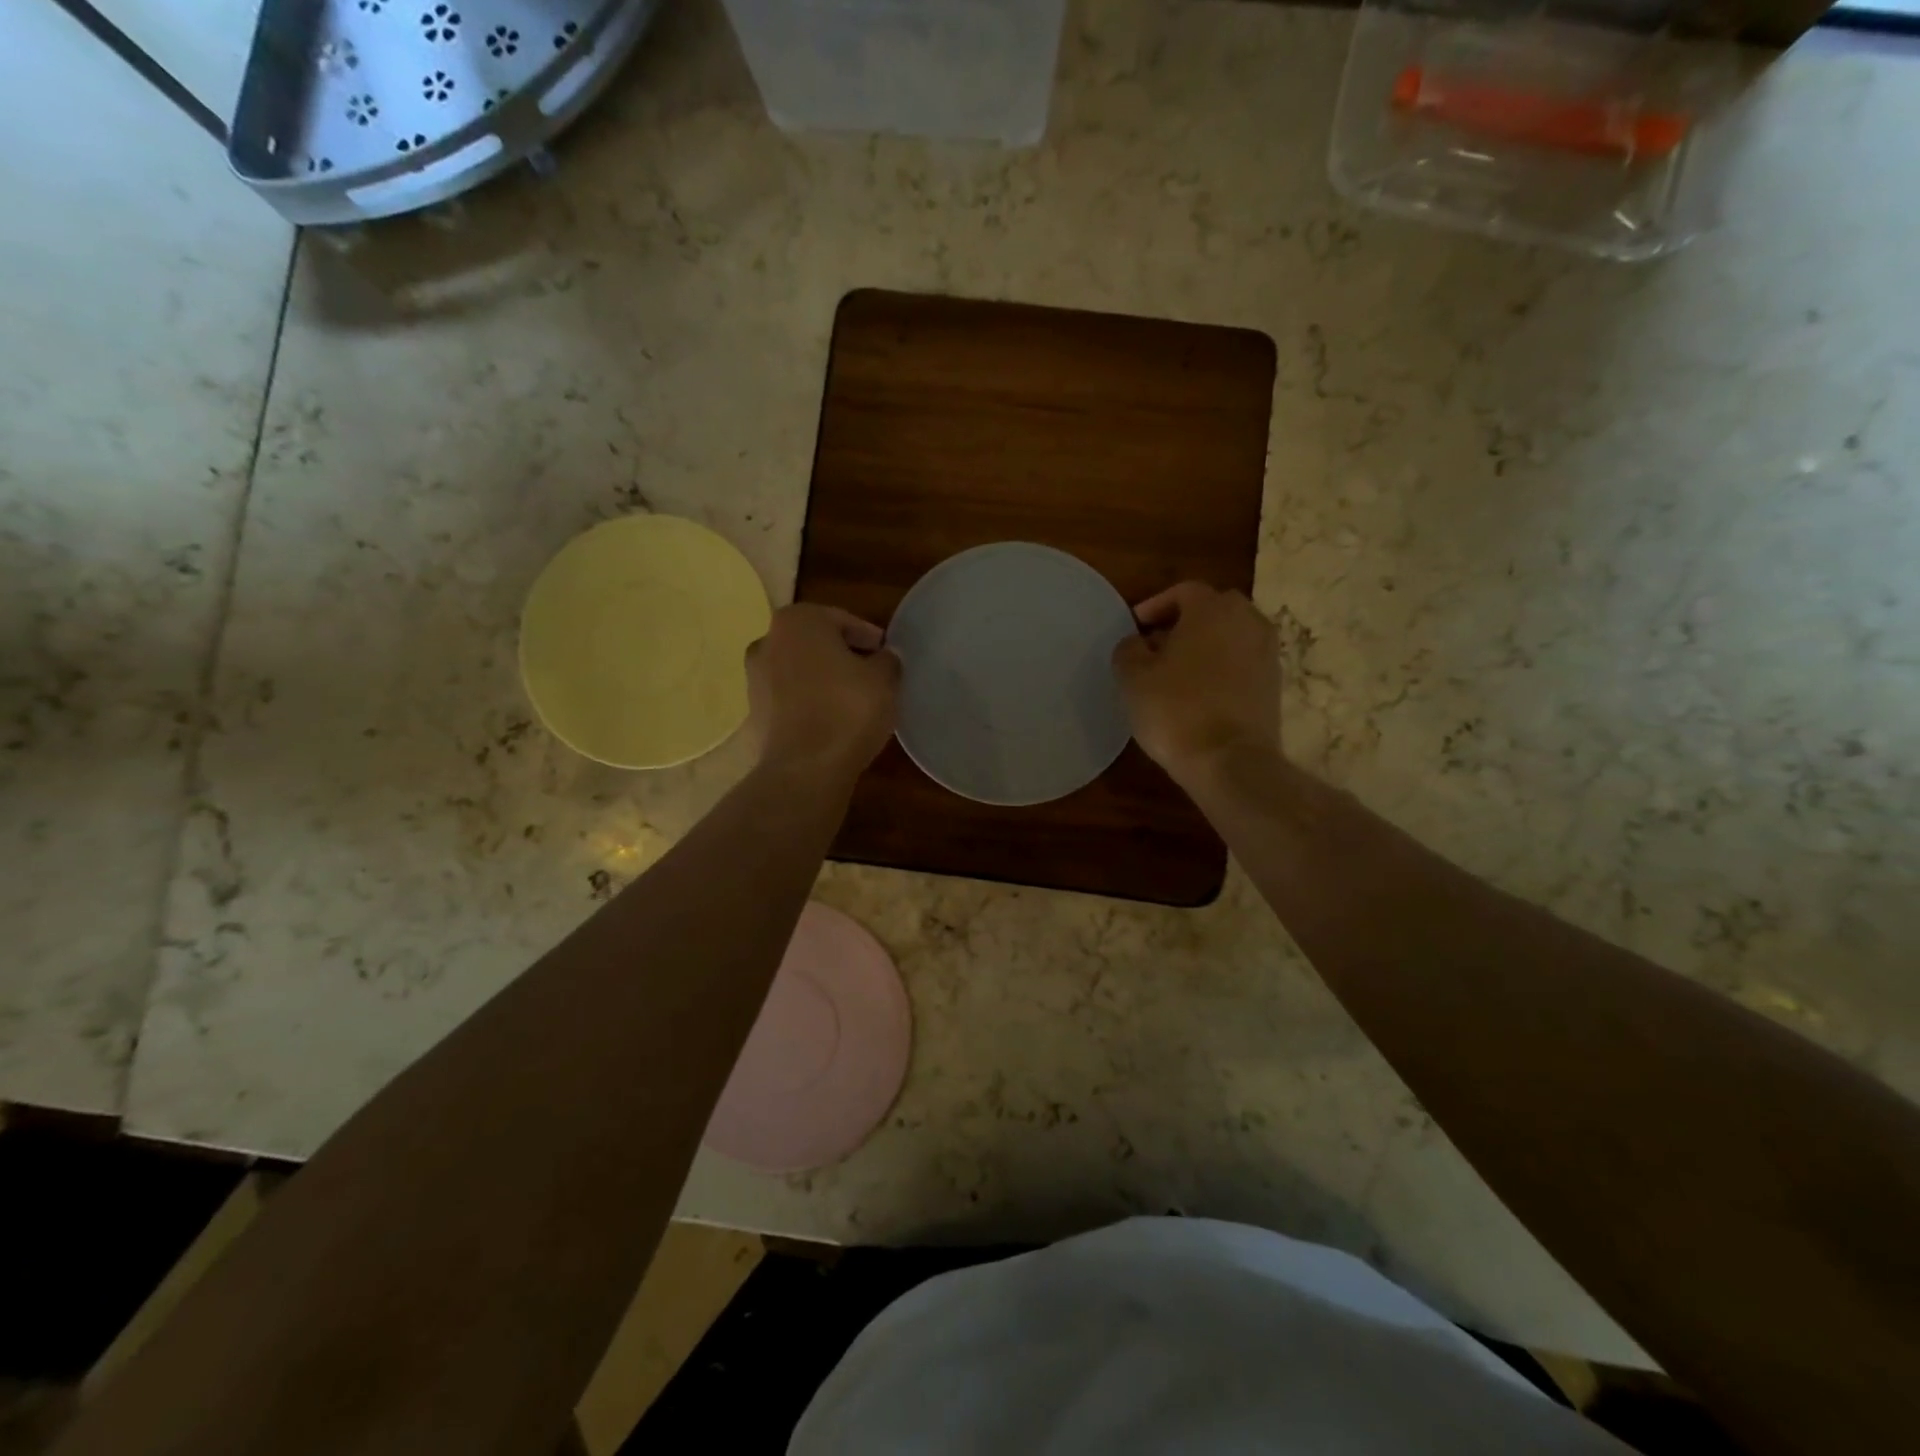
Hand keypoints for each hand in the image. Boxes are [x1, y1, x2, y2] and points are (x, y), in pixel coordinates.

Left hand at [746, 604, 899, 778]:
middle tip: (872, 675)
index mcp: (798, 621)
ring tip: (853, 701)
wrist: (804, 769)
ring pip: (800, 671)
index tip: (885, 654)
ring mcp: (754, 679)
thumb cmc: (847, 710)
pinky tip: (832, 722)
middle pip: (815, 643)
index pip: (841, 620)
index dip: (868, 637)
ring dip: (824, 680)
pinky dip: (809, 704)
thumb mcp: (884, 679)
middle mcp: (768, 641)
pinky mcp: (753, 714)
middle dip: (842, 656)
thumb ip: (888, 660)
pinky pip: (790, 700)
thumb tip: (886, 657)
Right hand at [1112, 582, 1279, 781]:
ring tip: (1177, 673)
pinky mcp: (1274, 685)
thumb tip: (1138, 643)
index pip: (1183, 591)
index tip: (1136, 627)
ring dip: (1205, 646)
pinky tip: (1200, 694)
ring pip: (1231, 636)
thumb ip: (1129, 649)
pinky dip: (1222, 669)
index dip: (1155, 606)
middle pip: (1213, 610)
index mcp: (1213, 609)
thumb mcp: (1132, 677)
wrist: (1230, 760)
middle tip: (1157, 647)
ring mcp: (1267, 653)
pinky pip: (1243, 663)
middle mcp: (1248, 621)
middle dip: (1184, 623)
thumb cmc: (1176, 709)